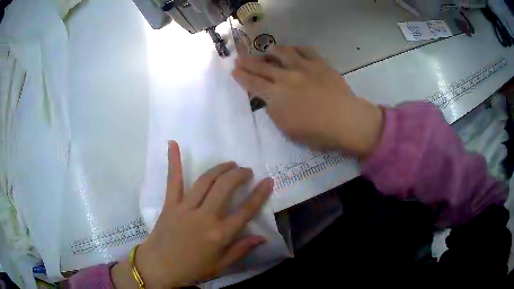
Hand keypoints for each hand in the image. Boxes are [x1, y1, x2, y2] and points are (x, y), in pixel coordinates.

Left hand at [112, 141, 272, 287]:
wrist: (159, 267)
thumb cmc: (191, 270)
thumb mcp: (221, 266)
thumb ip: (241, 250)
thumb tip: (262, 238)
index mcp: (219, 235)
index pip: (245, 211)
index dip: (259, 195)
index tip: (268, 181)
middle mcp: (204, 217)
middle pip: (225, 188)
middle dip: (239, 175)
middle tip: (246, 170)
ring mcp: (185, 208)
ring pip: (205, 181)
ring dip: (220, 168)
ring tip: (230, 164)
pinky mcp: (170, 204)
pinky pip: (173, 181)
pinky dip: (173, 161)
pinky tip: (173, 144)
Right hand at [232, 46, 382, 157]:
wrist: (346, 121)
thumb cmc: (317, 133)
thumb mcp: (287, 129)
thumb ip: (274, 111)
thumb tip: (270, 98)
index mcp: (276, 96)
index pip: (253, 84)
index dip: (242, 77)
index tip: (234, 70)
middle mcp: (287, 77)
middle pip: (263, 67)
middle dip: (248, 62)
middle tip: (240, 57)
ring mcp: (304, 68)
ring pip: (283, 53)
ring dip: (272, 51)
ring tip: (267, 49)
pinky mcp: (320, 64)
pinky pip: (306, 51)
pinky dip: (297, 49)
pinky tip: (293, 49)